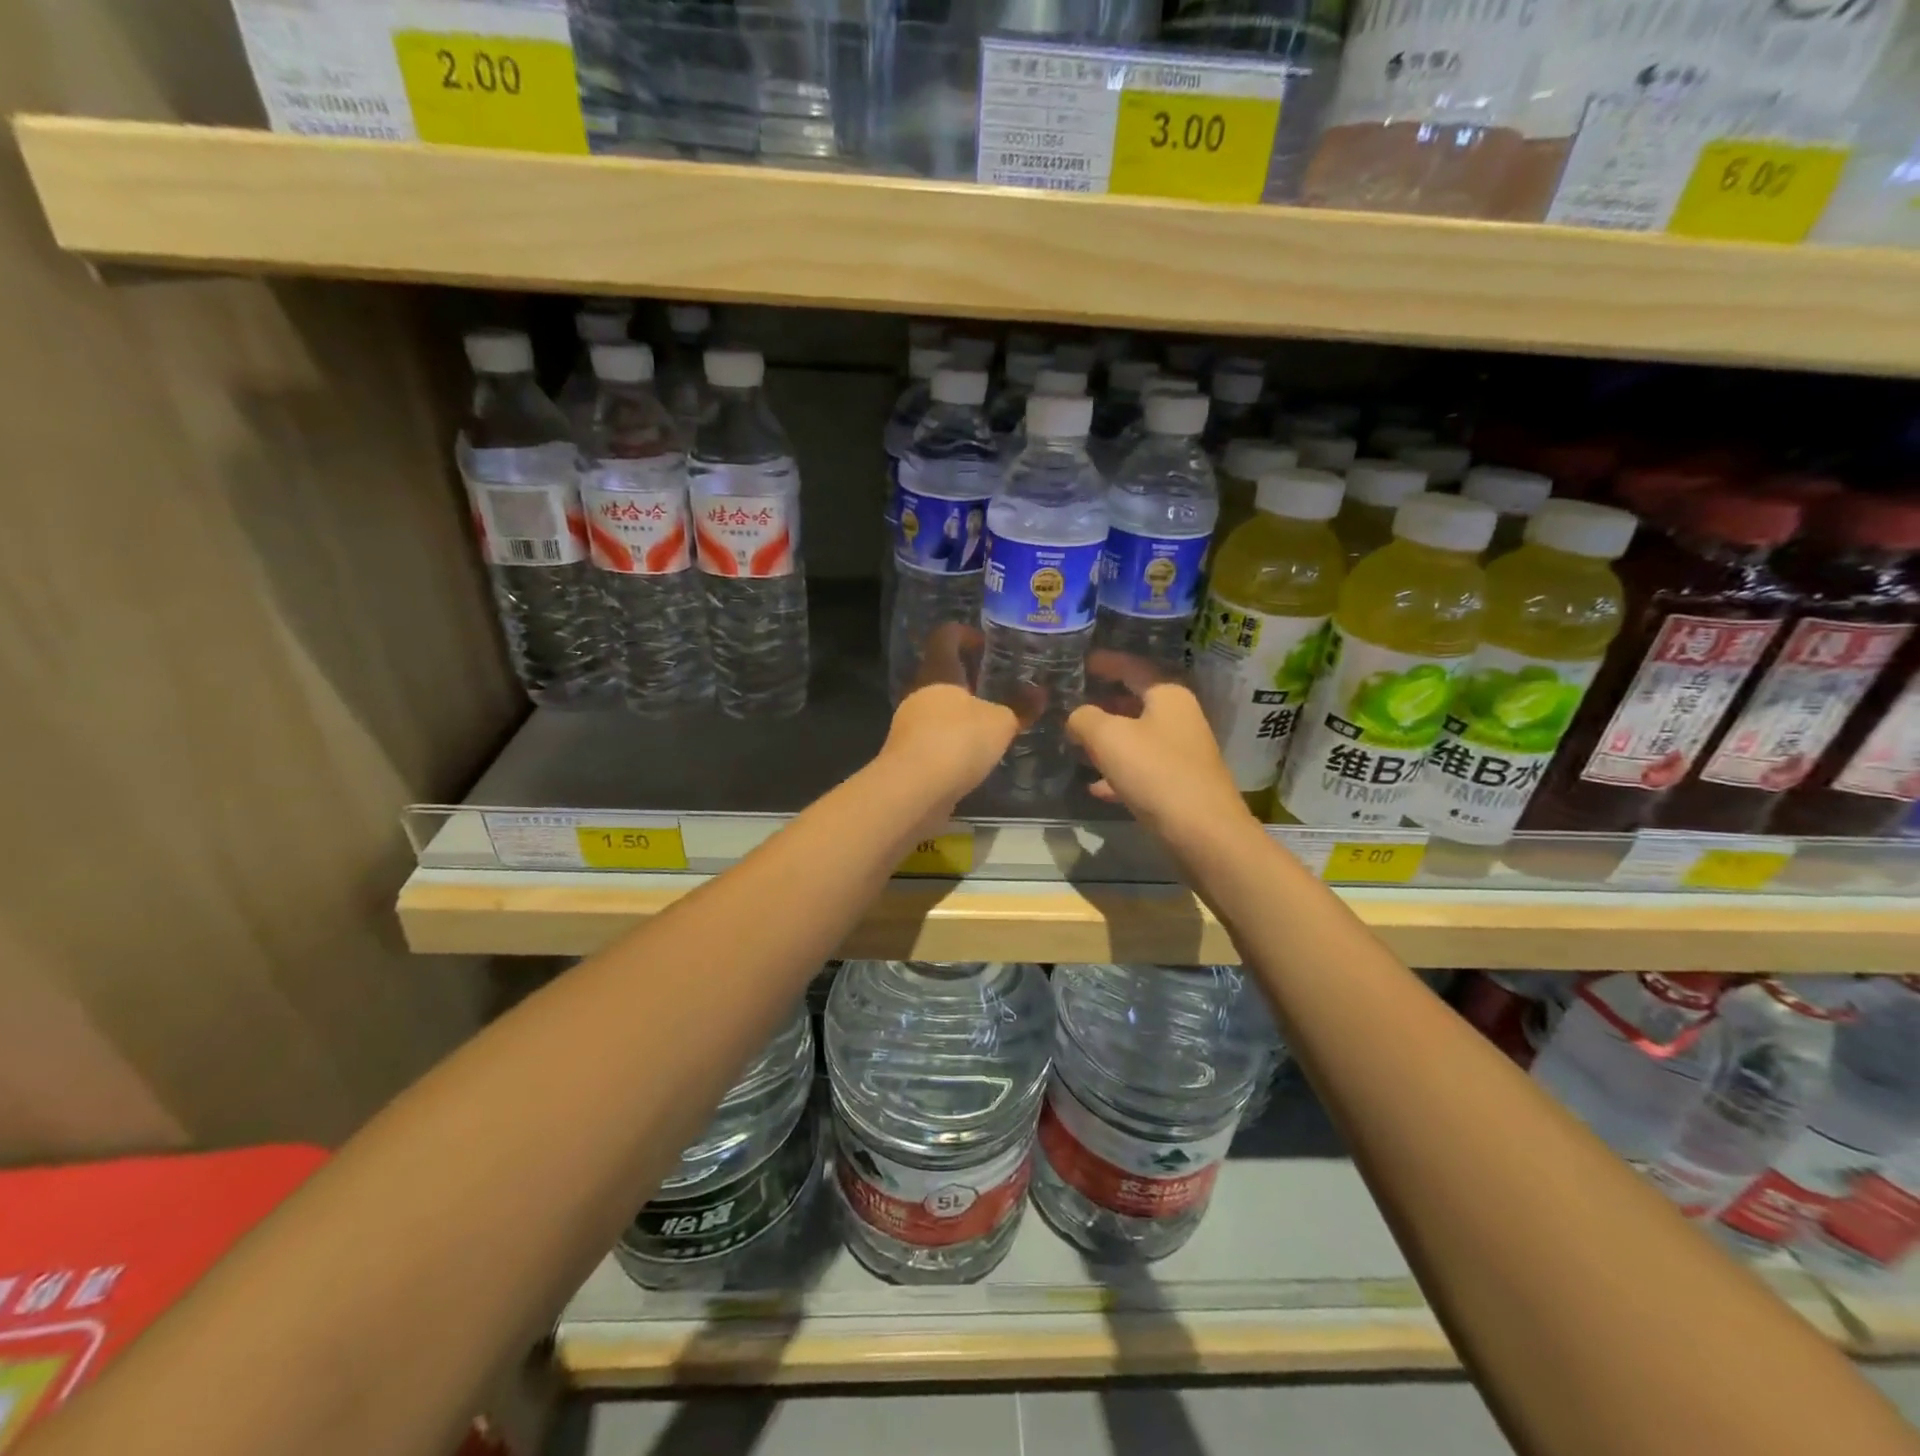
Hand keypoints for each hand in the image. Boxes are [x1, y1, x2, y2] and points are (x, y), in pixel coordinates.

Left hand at [879, 625, 1028, 811]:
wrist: (913, 791)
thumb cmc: (957, 741)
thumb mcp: (1000, 723)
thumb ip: (1020, 708)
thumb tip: (1039, 693)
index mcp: (938, 672)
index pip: (945, 636)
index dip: (965, 634)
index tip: (986, 644)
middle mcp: (919, 692)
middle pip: (942, 674)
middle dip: (968, 678)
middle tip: (998, 686)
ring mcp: (909, 724)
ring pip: (938, 707)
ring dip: (961, 712)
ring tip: (992, 722)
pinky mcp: (909, 754)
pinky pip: (935, 737)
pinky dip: (954, 739)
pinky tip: (974, 753)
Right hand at [1067, 650, 1252, 840]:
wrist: (1203, 832)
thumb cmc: (1155, 772)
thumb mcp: (1108, 737)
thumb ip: (1084, 718)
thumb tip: (1076, 717)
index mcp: (1168, 695)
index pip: (1132, 666)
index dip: (1104, 662)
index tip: (1079, 662)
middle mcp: (1179, 717)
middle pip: (1135, 701)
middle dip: (1102, 703)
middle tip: (1071, 704)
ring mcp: (1182, 751)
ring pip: (1137, 736)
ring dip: (1107, 739)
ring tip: (1076, 743)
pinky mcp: (1179, 782)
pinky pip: (1141, 768)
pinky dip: (1118, 772)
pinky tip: (1095, 786)